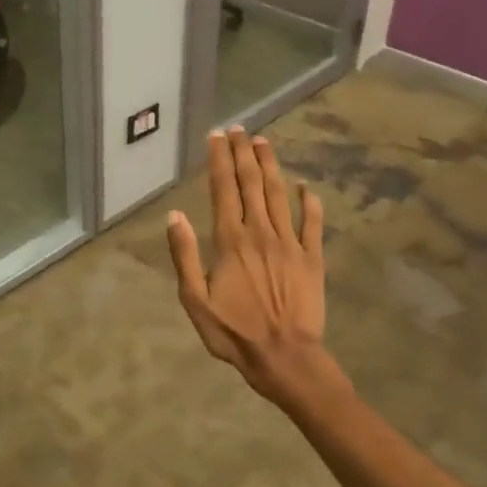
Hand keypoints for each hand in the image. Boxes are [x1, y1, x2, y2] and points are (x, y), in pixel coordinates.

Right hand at [166, 127, 345, 412]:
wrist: (285, 358)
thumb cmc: (234, 332)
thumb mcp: (195, 300)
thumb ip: (184, 255)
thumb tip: (174, 215)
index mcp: (231, 241)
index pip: (223, 189)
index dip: (219, 160)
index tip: (216, 136)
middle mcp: (261, 232)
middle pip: (251, 184)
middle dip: (243, 153)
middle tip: (239, 128)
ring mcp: (290, 243)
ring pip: (279, 195)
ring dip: (270, 166)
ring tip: (263, 142)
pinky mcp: (312, 258)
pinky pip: (312, 223)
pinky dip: (310, 202)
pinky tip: (305, 186)